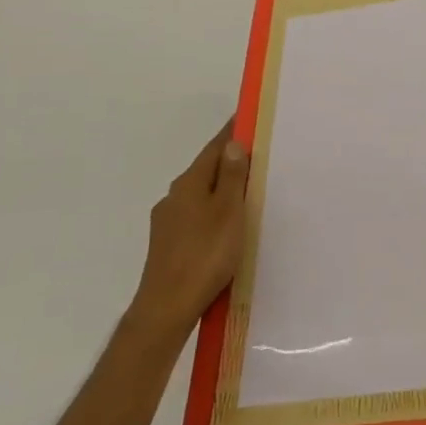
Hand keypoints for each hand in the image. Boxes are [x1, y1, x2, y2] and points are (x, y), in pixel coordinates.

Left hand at [129, 119, 249, 341]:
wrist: (167, 306)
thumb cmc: (205, 254)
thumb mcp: (228, 212)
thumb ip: (232, 177)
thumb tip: (232, 145)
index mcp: (190, 184)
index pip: (214, 148)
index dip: (232, 133)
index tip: (248, 117)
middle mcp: (174, 196)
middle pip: (206, 170)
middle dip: (229, 161)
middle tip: (258, 156)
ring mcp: (168, 221)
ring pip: (201, 194)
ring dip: (222, 188)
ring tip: (247, 191)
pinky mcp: (168, 243)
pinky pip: (196, 214)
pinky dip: (213, 209)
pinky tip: (226, 224)